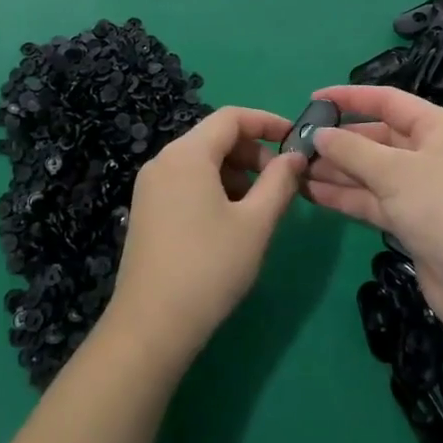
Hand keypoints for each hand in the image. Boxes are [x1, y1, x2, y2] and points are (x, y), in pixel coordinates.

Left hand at [105, 107, 306, 362]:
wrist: (151, 325)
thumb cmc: (210, 268)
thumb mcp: (255, 223)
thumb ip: (279, 182)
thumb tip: (296, 156)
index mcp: (187, 154)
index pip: (231, 117)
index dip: (267, 122)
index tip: (295, 141)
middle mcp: (163, 160)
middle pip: (214, 137)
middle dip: (252, 152)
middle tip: (281, 183)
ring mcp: (149, 186)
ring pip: (200, 161)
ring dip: (235, 173)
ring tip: (258, 207)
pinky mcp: (146, 209)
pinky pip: (185, 181)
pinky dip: (213, 187)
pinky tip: (229, 221)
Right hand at [303, 84, 442, 333]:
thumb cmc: (441, 207)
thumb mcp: (393, 171)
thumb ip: (351, 149)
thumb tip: (319, 134)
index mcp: (438, 127)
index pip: (388, 101)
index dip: (350, 97)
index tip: (314, 98)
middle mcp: (431, 152)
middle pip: (377, 137)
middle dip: (339, 140)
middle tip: (298, 143)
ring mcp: (421, 189)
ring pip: (371, 171)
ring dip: (336, 170)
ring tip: (296, 169)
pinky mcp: (412, 220)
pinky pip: (373, 199)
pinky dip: (346, 195)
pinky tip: (311, 193)